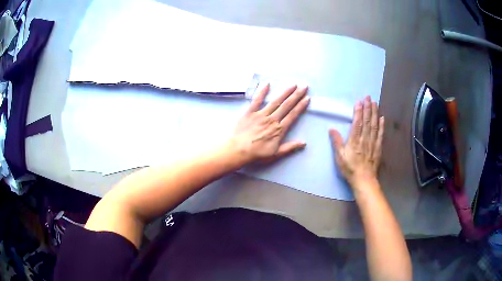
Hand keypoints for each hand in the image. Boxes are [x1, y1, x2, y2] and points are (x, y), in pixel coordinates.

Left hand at [230, 83, 309, 164]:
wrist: (238, 150)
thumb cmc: (257, 154)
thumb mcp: (276, 154)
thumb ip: (290, 147)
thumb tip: (304, 143)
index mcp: (279, 129)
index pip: (293, 115)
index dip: (301, 106)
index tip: (307, 98)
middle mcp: (272, 119)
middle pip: (287, 105)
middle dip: (296, 95)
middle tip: (304, 86)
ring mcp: (261, 114)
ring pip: (275, 101)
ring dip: (285, 92)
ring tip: (293, 85)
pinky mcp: (250, 112)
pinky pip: (256, 100)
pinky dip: (261, 92)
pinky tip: (267, 84)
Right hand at [330, 96, 383, 189]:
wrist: (364, 179)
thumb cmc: (350, 168)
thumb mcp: (340, 156)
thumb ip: (336, 142)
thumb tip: (331, 129)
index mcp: (354, 140)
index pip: (357, 123)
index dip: (358, 111)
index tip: (359, 101)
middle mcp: (365, 139)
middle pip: (367, 121)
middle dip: (367, 108)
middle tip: (368, 97)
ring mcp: (373, 142)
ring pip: (374, 125)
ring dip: (375, 113)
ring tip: (375, 103)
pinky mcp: (378, 147)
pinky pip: (380, 134)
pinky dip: (382, 125)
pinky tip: (382, 118)